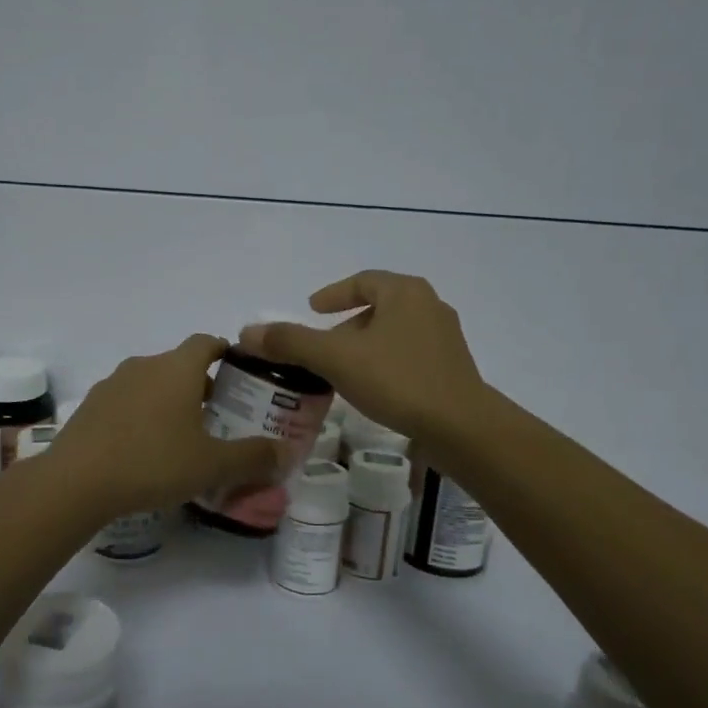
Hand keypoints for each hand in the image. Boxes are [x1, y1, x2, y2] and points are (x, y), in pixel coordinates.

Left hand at [48, 335, 287, 519]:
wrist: (76, 482)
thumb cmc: (153, 463)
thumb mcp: (212, 465)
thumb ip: (253, 457)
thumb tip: (287, 453)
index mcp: (177, 368)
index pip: (207, 342)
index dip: (226, 352)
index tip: (240, 374)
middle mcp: (144, 366)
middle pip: (179, 364)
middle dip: (200, 385)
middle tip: (217, 416)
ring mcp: (112, 384)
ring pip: (150, 383)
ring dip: (168, 400)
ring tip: (181, 436)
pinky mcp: (90, 406)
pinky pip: (125, 402)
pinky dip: (140, 415)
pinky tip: (143, 449)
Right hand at [239, 271, 491, 449]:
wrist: (461, 427)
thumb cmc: (397, 380)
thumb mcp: (336, 358)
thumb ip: (291, 342)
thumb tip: (247, 333)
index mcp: (405, 292)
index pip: (362, 281)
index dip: (333, 293)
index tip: (312, 308)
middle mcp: (429, 306)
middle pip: (378, 306)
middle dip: (347, 324)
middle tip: (322, 346)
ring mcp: (445, 338)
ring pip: (394, 333)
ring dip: (366, 345)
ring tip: (342, 369)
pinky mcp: (452, 368)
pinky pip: (408, 355)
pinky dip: (384, 363)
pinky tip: (372, 389)